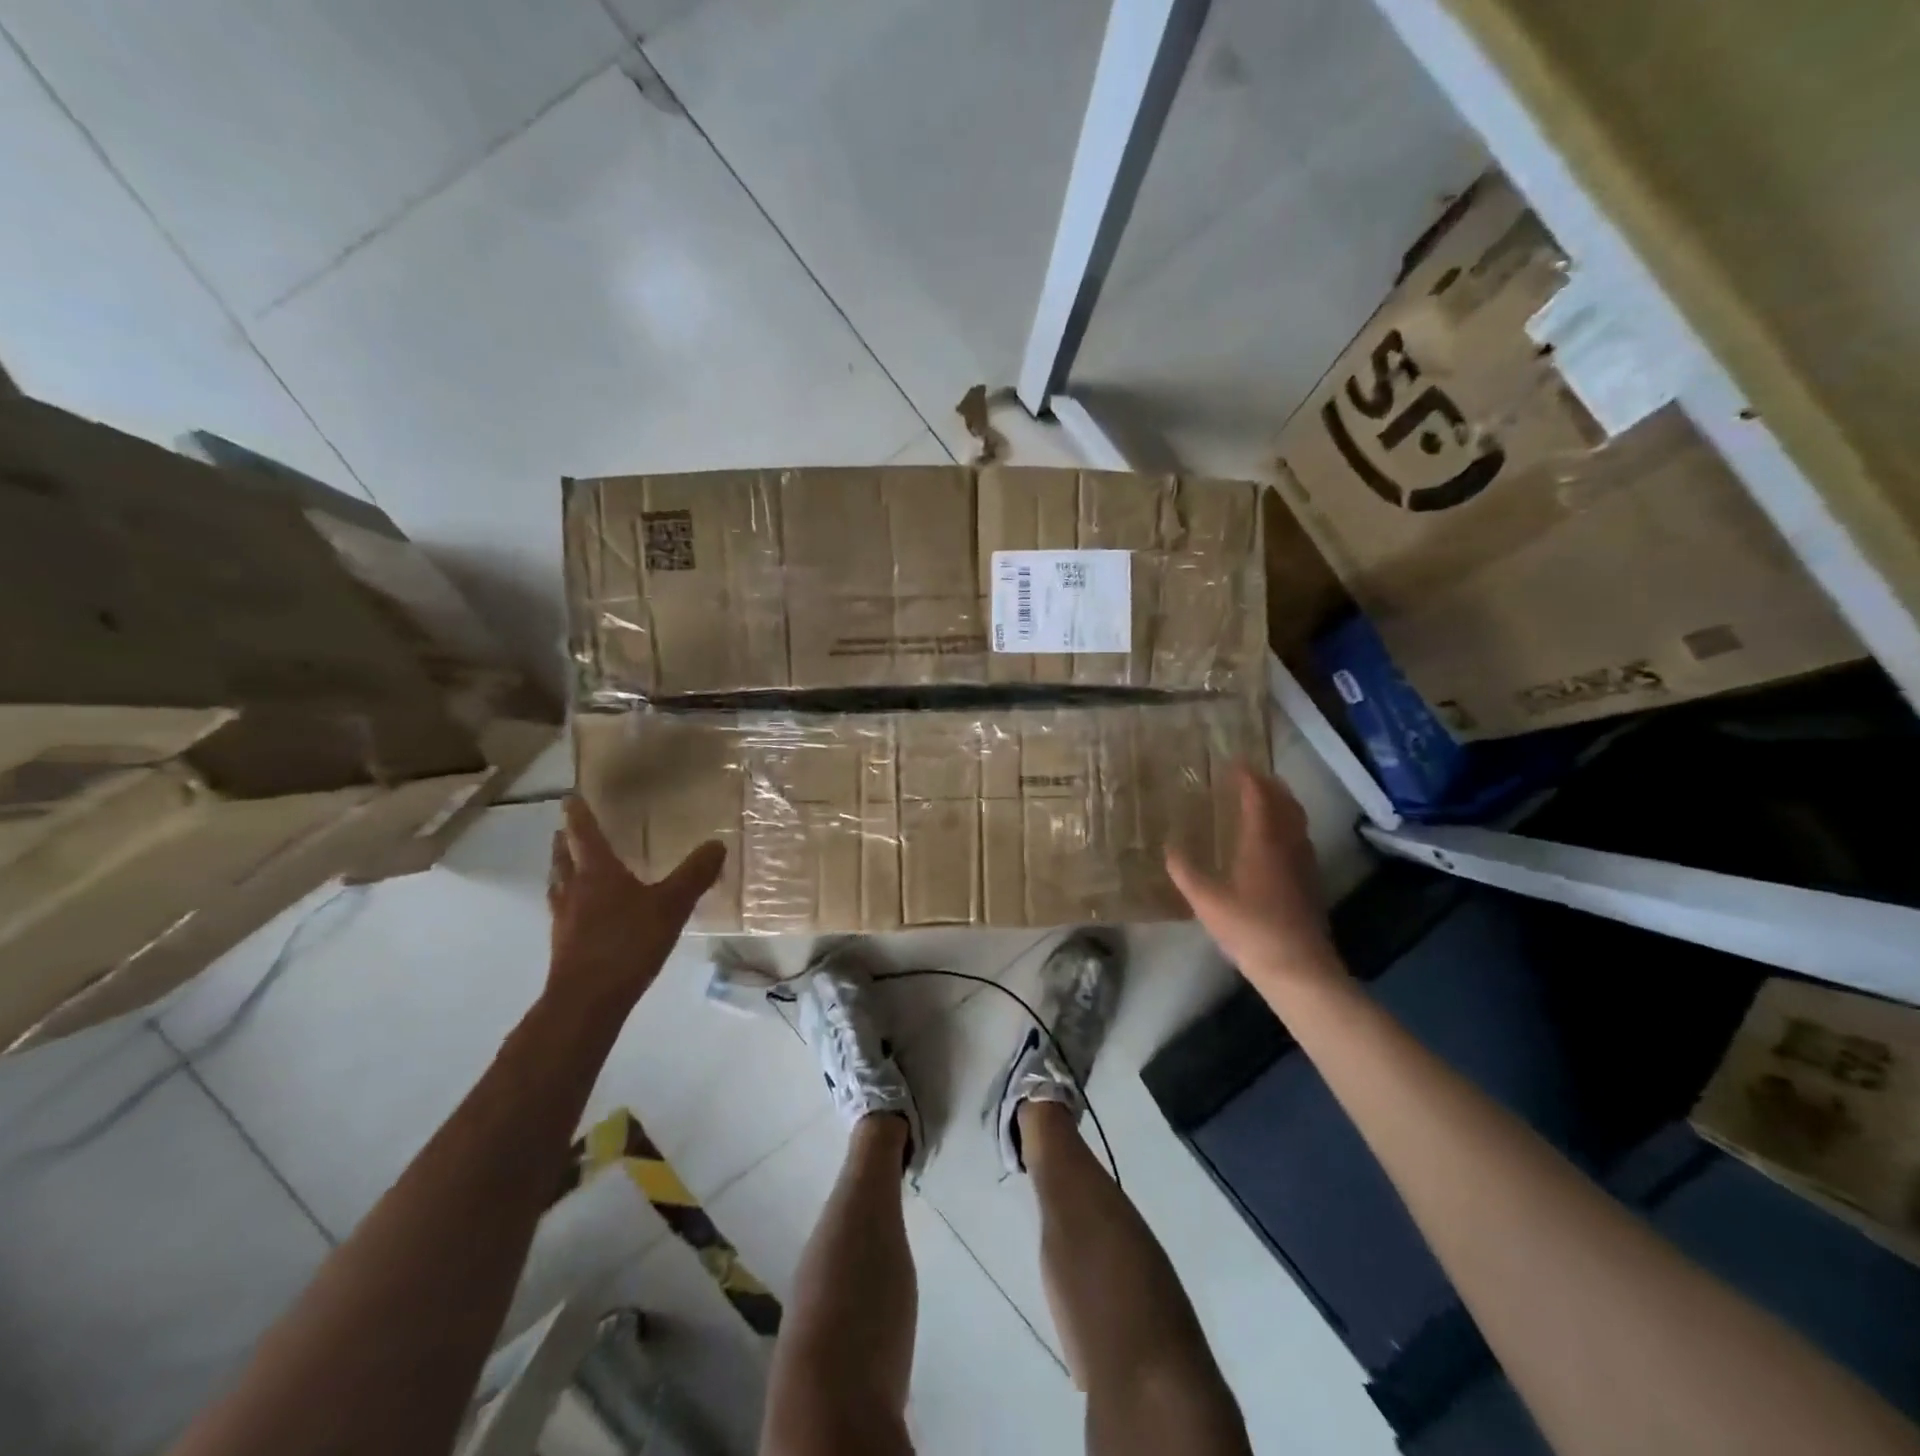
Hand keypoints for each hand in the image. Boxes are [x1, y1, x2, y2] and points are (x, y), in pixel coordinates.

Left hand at [547, 796, 724, 1011]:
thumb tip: (717, 844)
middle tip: (567, 828)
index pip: (584, 833)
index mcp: (596, 872)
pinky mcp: (564, 943)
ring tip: (568, 863)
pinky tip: (582, 910)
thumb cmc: (627, 943)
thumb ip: (695, 874)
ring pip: (558, 883)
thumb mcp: (671, 905)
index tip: (571, 797)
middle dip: (564, 840)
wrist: (588, 1000)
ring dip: (561, 868)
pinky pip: (563, 909)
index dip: (578, 814)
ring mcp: (564, 918)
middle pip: (563, 856)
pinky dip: (569, 898)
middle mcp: (574, 889)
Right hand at [1166, 765, 1342, 991]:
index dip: (1248, 777)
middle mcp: (1288, 844)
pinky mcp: (1310, 881)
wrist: (1297, 966)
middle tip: (1251, 776)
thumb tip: (1169, 847)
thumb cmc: (1249, 928)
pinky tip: (1273, 841)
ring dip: (1282, 803)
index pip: (1259, 796)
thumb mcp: (1206, 900)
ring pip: (1297, 821)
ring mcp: (1304, 863)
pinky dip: (1287, 826)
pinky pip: (1300, 839)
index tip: (1235, 763)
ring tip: (1264, 800)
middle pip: (1285, 803)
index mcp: (1263, 841)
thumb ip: (1185, 871)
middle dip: (1270, 785)